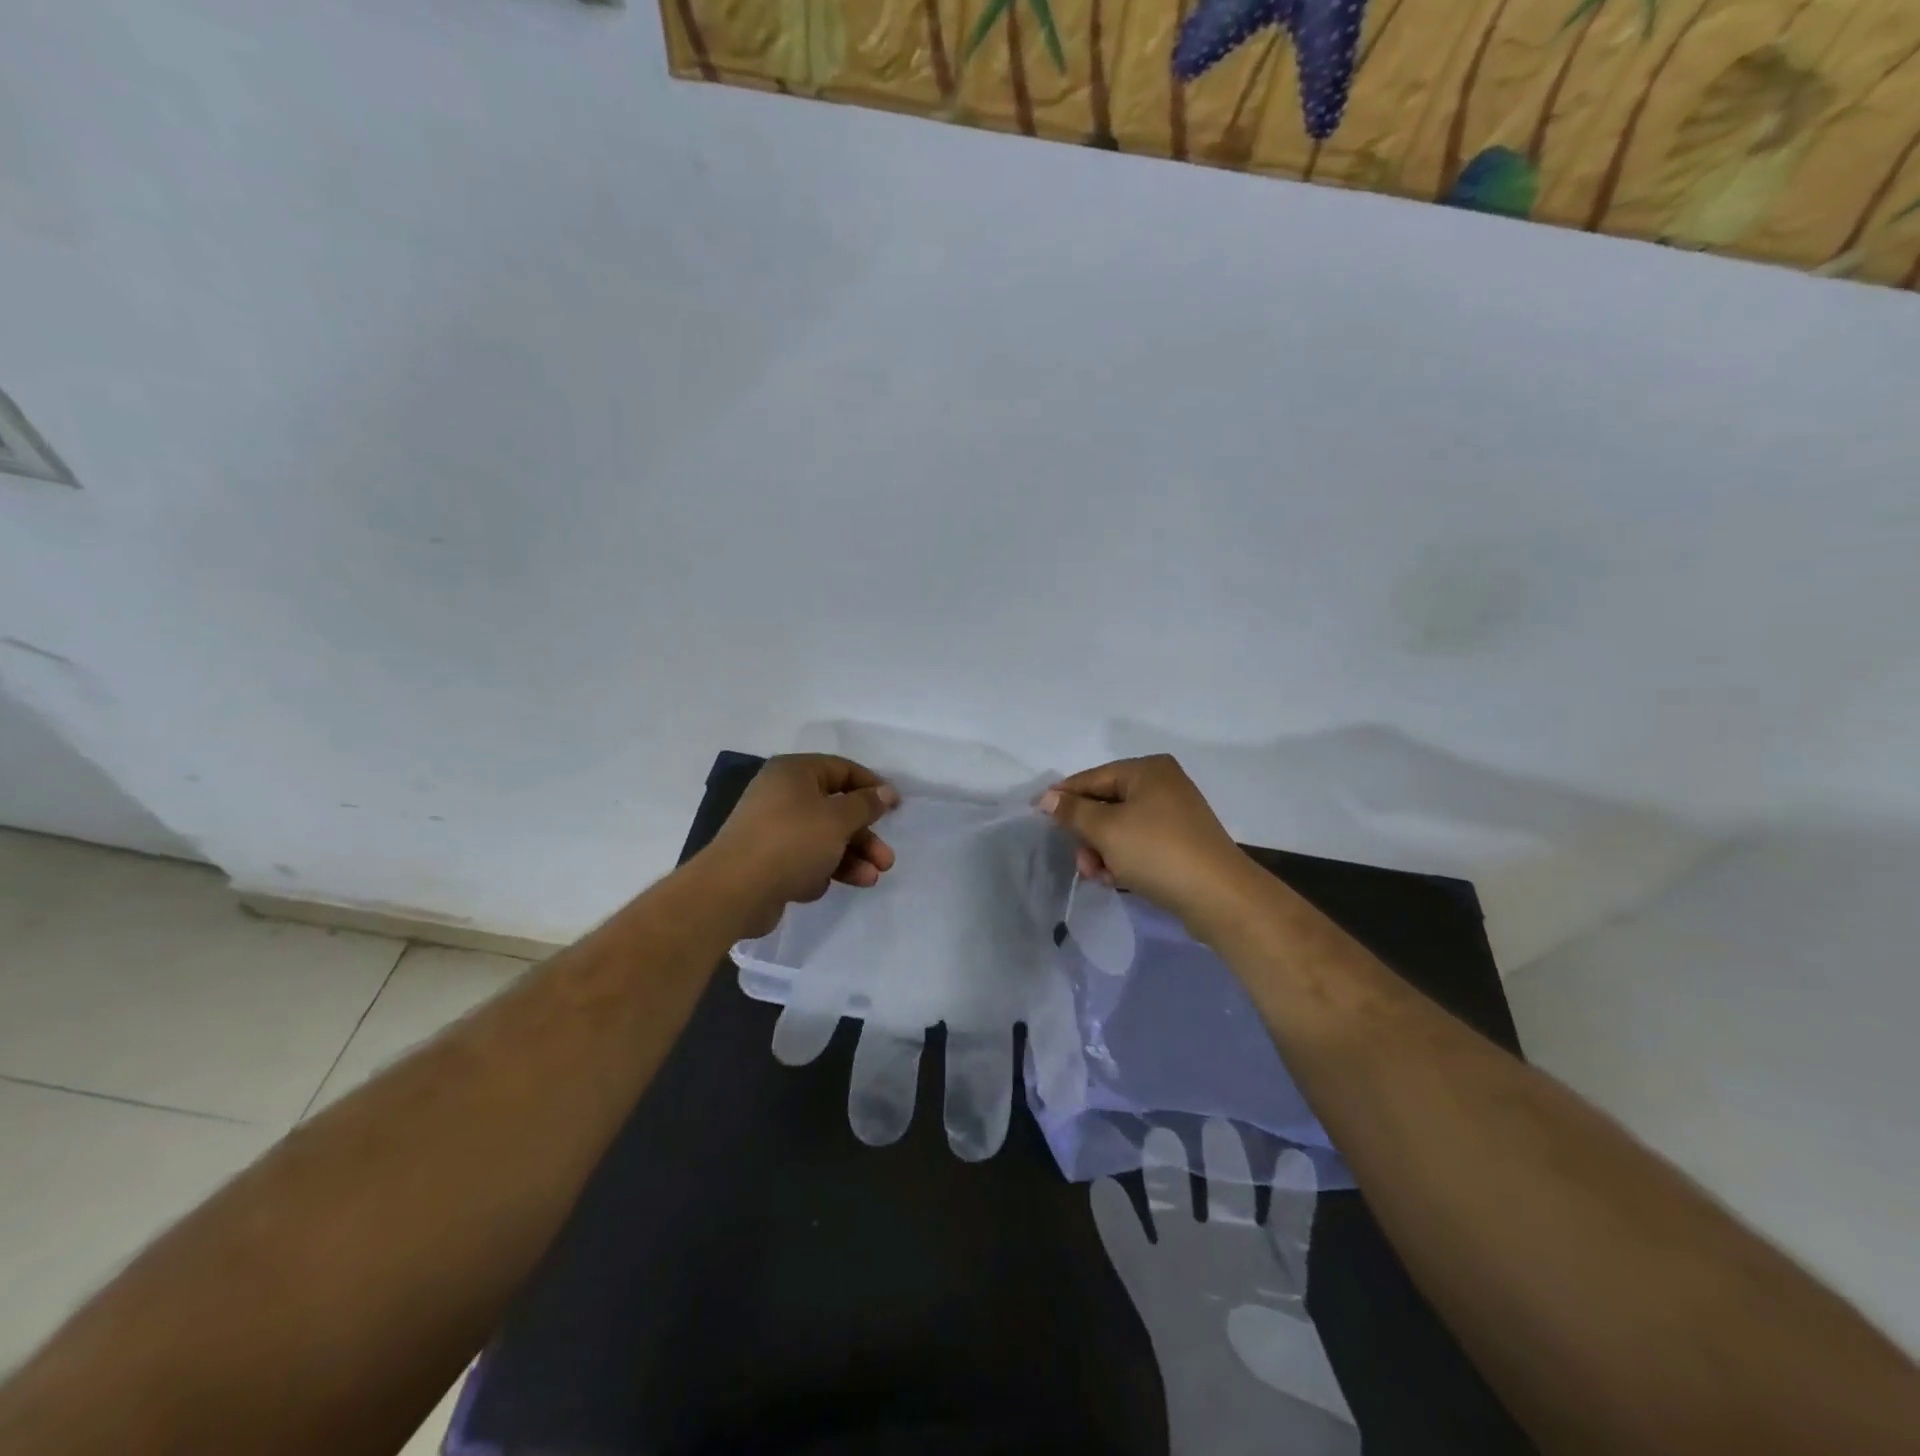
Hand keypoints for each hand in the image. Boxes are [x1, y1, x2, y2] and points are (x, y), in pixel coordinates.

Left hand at [704, 754, 900, 937]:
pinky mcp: (767, 860)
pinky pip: (804, 860)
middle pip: (835, 809)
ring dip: (850, 858)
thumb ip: (866, 804)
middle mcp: (781, 795)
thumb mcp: (838, 819)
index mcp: (794, 773)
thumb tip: (886, 791)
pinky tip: (821, 887)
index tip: (895, 807)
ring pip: (823, 838)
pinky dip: (820, 871)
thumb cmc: (792, 841)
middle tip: (886, 859)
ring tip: (871, 879)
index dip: (871, 786)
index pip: (842, 770)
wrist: (734, 890)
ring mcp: (772, 829)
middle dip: (864, 836)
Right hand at [1038, 755, 1250, 929]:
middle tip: (1081, 862)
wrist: (1219, 897)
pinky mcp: (1180, 842)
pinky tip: (1116, 880)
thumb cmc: (1158, 852)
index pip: (1092, 778)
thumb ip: (1072, 812)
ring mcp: (1174, 814)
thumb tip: (1047, 798)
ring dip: (1102, 851)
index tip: (1036, 816)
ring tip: (1099, 876)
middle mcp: (1162, 784)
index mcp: (1147, 770)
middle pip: (1105, 804)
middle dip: (1087, 834)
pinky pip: (1139, 844)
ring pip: (1120, 827)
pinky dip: (1123, 859)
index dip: (1063, 797)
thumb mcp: (1107, 830)